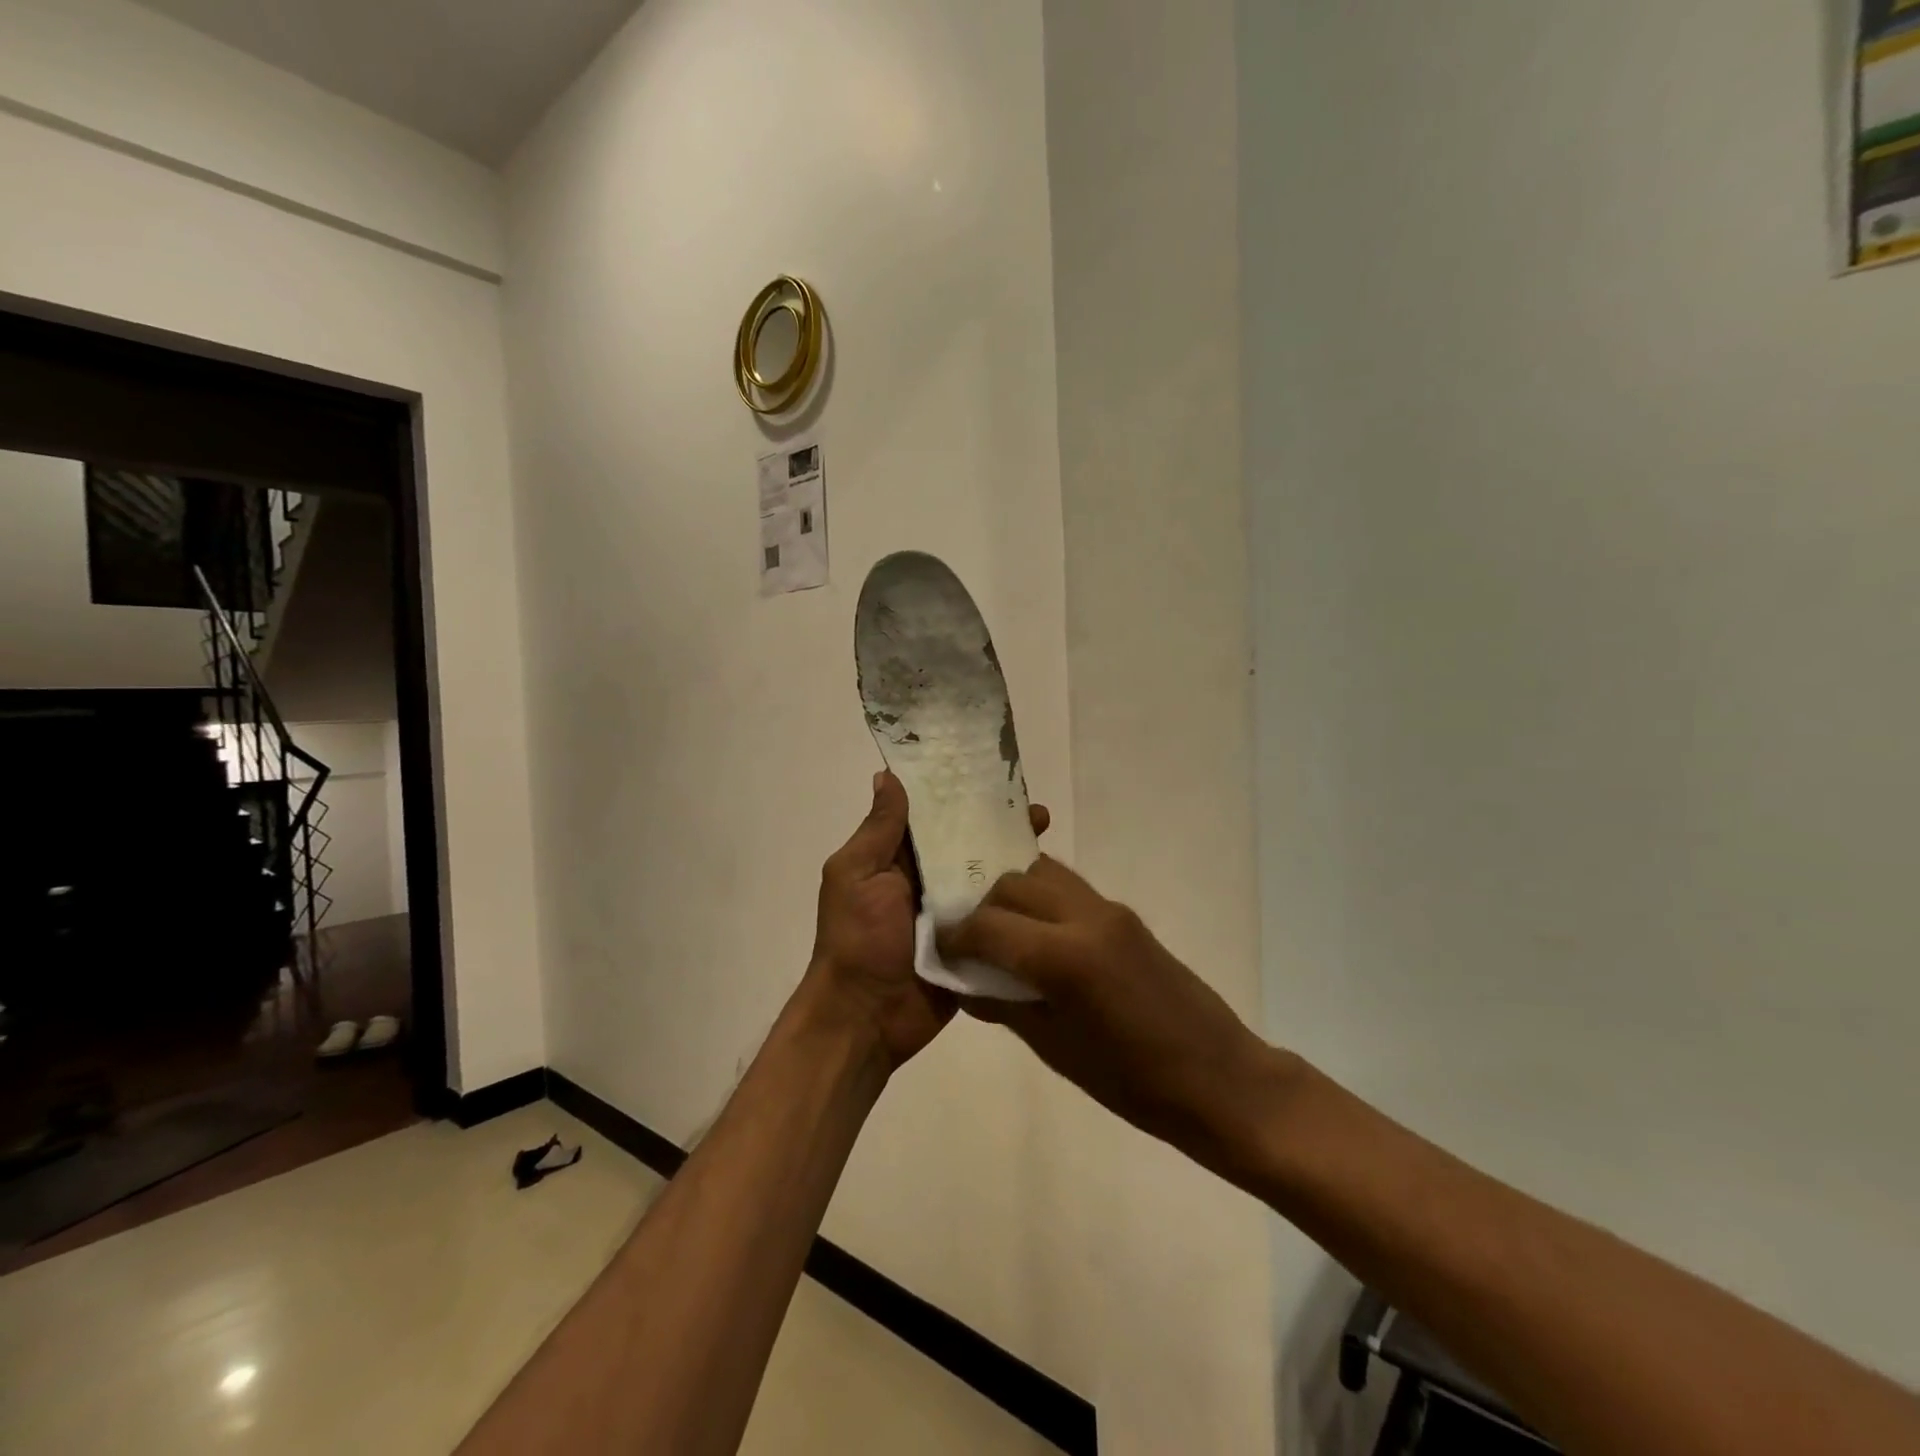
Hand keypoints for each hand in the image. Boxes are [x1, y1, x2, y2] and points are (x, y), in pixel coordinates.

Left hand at [807, 771, 1049, 1074]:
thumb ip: (878, 830)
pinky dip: (1019, 906)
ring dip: (1015, 864)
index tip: (997, 778)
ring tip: (1051, 846)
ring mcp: (952, 916)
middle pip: (967, 847)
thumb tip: (887, 775)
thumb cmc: (857, 940)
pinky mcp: (973, 946)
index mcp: (896, 861)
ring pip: (987, 881)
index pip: (935, 818)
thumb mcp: (857, 875)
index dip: (962, 797)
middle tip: (1039, 814)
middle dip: (999, 829)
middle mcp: (926, 882)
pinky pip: (998, 920)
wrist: (865, 1019)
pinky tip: (1052, 890)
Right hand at [935, 857, 1271, 1168]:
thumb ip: (1003, 1005)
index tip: (940, 950)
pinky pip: (1069, 889)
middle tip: (970, 944)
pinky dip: (1042, 900)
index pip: (987, 925)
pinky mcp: (1126, 914)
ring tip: (1003, 935)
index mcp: (1065, 957)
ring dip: (1013, 896)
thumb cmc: (1133, 1082)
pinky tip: (1038, 937)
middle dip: (981, 908)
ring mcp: (1110, 910)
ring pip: (1042, 874)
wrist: (1218, 1078)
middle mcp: (1086, 916)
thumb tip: (964, 981)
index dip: (955, 936)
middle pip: (1012, 884)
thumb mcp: (1056, 1049)